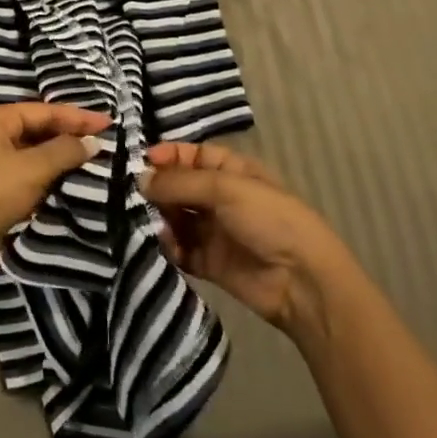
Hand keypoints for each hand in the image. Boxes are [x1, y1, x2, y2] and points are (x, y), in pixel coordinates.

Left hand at [0, 103, 112, 282]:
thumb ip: (64, 151)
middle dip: (69, 135)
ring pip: (33, 153)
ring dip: (60, 157)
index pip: (43, 110)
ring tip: (94, 161)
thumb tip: (92, 141)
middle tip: (104, 141)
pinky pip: (27, 174)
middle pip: (38, 128)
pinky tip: (70, 182)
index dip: (77, 117)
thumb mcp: (31, 169)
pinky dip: (48, 176)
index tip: (109, 123)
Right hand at [143, 143, 349, 340]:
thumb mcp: (225, 188)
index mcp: (231, 171)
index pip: (192, 156)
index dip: (168, 156)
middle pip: (179, 187)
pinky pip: (181, 250)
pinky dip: (169, 248)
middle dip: (157, 189)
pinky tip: (165, 246)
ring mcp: (214, 231)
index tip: (141, 162)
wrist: (302, 281)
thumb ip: (179, 182)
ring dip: (160, 219)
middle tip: (135, 196)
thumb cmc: (268, 219)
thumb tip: (140, 179)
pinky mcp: (210, 263)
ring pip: (176, 218)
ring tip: (150, 223)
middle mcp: (220, 198)